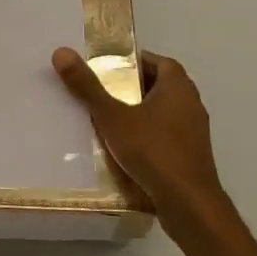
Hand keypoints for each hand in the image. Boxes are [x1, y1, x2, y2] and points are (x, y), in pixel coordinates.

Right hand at [51, 48, 233, 236]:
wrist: (188, 204)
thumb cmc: (153, 151)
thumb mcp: (112, 117)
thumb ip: (88, 86)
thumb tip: (62, 52)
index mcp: (178, 88)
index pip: (159, 62)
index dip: (135, 61)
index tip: (108, 68)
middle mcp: (191, 105)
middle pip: (160, 86)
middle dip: (131, 87)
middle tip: (101, 91)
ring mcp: (194, 132)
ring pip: (162, 112)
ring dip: (138, 112)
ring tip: (106, 119)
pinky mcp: (190, 156)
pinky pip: (165, 135)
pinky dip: (146, 135)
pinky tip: (123, 148)